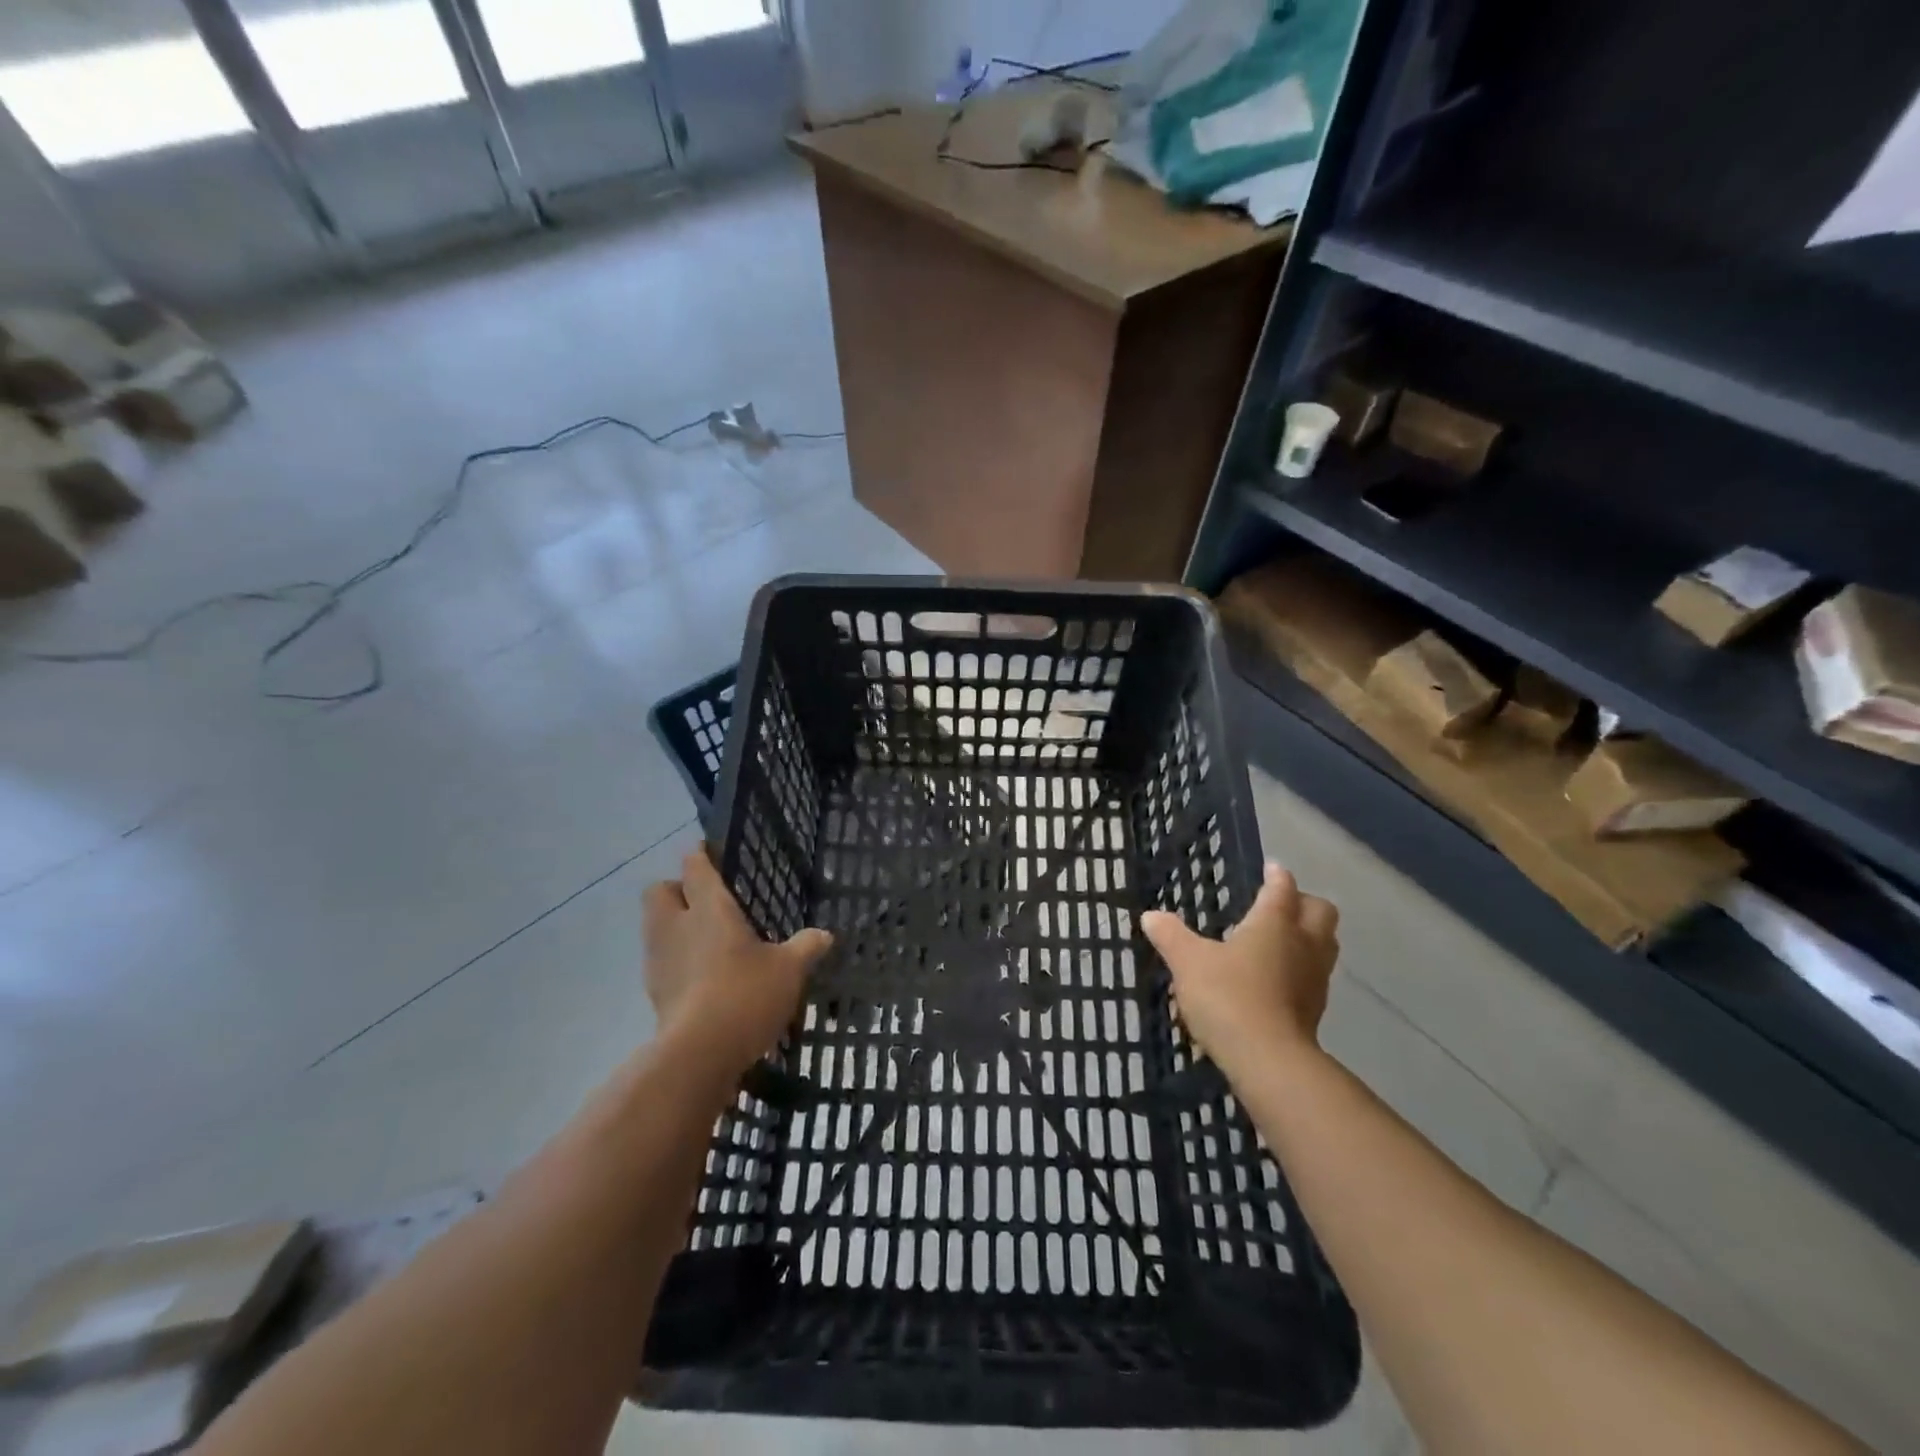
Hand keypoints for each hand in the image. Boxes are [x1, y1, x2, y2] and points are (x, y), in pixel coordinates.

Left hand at [641, 850, 831, 1078]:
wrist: (699, 1054)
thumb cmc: (746, 994)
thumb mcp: (789, 969)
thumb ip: (805, 947)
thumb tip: (824, 935)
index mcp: (710, 907)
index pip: (695, 866)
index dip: (700, 854)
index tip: (708, 850)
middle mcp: (677, 925)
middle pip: (660, 891)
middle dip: (676, 889)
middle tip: (704, 900)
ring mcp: (660, 959)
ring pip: (655, 926)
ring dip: (674, 925)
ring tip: (706, 940)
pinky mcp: (654, 992)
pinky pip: (661, 961)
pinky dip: (676, 961)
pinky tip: (702, 977)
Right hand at [1141, 862, 1339, 1079]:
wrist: (1267, 1060)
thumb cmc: (1228, 996)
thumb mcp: (1188, 962)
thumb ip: (1171, 936)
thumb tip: (1150, 916)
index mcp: (1275, 923)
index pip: (1283, 887)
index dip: (1277, 875)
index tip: (1270, 868)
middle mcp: (1303, 944)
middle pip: (1321, 912)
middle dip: (1304, 903)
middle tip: (1280, 904)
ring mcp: (1315, 979)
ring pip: (1324, 945)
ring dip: (1308, 937)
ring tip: (1279, 941)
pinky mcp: (1316, 1011)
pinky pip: (1314, 977)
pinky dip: (1300, 970)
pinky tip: (1275, 980)